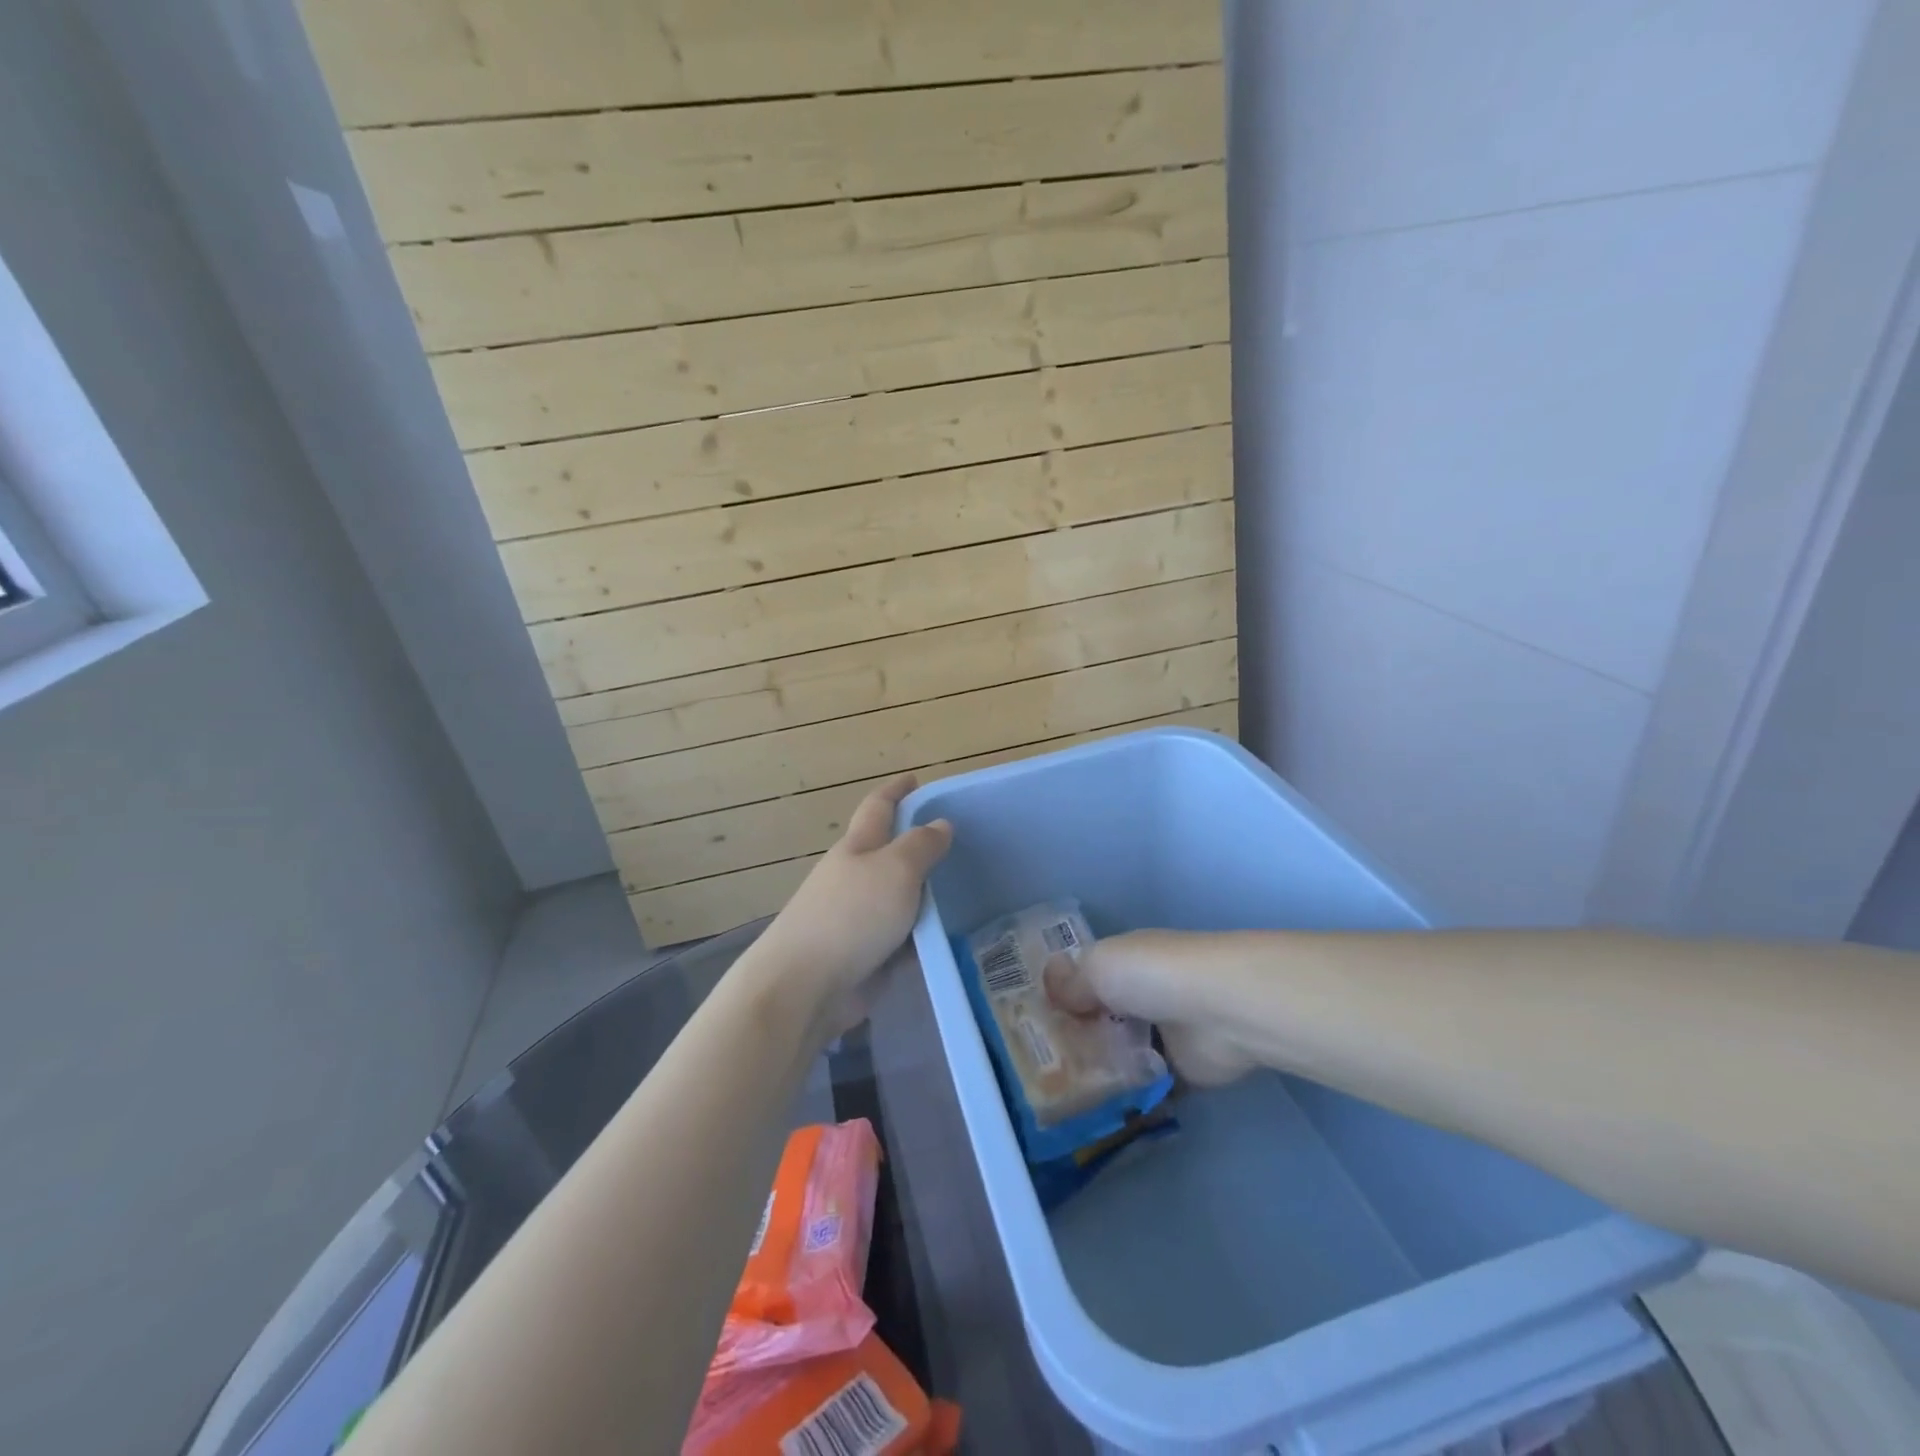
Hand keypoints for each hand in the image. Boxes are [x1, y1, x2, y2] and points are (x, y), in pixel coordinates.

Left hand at [754, 775, 951, 1027]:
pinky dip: (923, 935)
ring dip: (924, 894)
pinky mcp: (865, 955)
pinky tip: (951, 938)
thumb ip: (921, 846)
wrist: (805, 986)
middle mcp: (855, 878)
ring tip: (965, 891)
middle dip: (916, 845)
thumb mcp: (895, 870)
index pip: (879, 807)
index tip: (915, 779)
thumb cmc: (851, 916)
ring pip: (898, 897)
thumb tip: (940, 824)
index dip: (896, 791)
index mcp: (857, 847)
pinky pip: (902, 938)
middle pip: (889, 853)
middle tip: (958, 844)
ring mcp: (858, 919)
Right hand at [1046, 930, 1257, 1086]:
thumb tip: (1049, 987)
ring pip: (1122, 1053)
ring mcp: (1164, 1033)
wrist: (1221, 1010)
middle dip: (1076, 1038)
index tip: (1029, 1022)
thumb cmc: (1153, 974)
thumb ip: (1071, 982)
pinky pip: (1148, 1088)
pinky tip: (1097, 1115)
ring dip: (1100, 1070)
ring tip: (1059, 1097)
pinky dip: (1130, 1100)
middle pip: (1101, 1017)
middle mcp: (1143, 993)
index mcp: (1123, 961)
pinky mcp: (1184, 1072)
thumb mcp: (1099, 966)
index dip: (1060, 996)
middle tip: (1039, 1068)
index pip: (1085, 977)